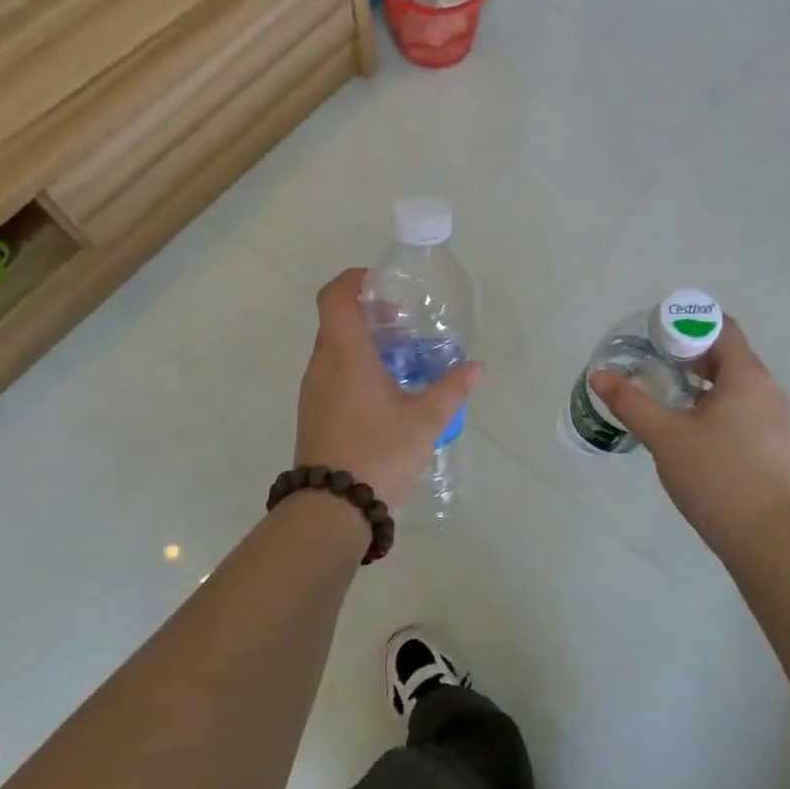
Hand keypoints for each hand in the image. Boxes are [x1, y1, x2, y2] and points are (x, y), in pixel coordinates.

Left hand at [295, 269, 482, 501]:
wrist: (331, 508)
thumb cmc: (378, 453)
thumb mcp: (425, 421)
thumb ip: (451, 389)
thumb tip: (476, 367)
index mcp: (346, 355)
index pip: (335, 296)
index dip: (354, 280)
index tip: (381, 283)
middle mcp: (322, 365)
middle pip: (336, 320)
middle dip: (369, 313)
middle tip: (403, 324)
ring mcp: (313, 390)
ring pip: (333, 347)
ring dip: (363, 341)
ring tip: (400, 358)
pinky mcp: (313, 411)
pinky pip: (331, 371)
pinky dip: (354, 365)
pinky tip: (384, 390)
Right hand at [589, 317, 789, 559]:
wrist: (762, 537)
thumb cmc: (714, 476)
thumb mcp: (664, 435)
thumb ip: (630, 401)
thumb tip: (599, 376)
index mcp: (747, 376)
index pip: (722, 327)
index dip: (687, 324)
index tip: (656, 337)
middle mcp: (767, 387)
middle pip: (727, 352)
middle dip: (689, 352)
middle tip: (653, 363)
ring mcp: (775, 415)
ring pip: (735, 379)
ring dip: (701, 378)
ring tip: (666, 391)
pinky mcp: (773, 438)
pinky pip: (743, 402)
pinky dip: (715, 400)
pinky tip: (690, 423)